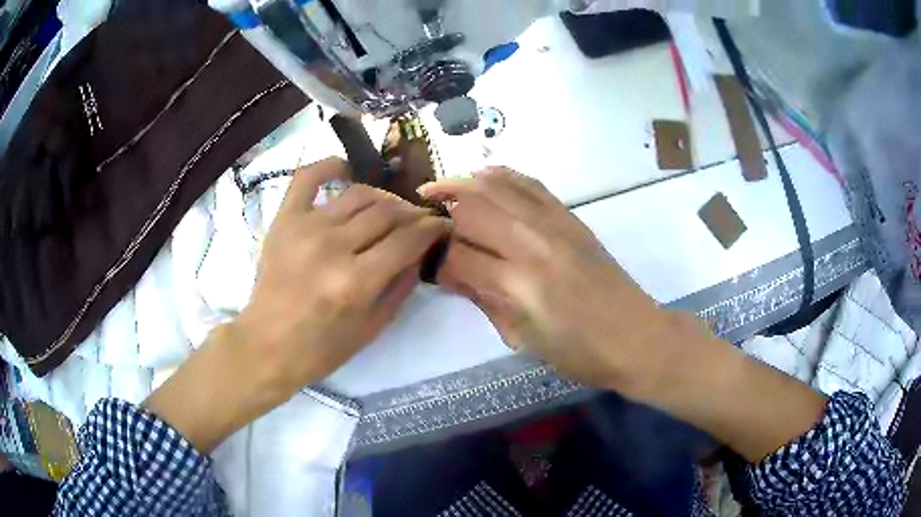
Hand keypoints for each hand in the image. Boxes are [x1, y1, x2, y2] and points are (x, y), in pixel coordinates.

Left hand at [237, 157, 448, 393]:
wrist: (268, 345)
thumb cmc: (322, 347)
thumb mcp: (373, 328)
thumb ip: (402, 285)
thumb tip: (421, 250)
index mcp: (356, 281)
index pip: (408, 240)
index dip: (432, 229)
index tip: (441, 226)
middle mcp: (333, 247)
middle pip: (387, 213)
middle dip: (413, 214)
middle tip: (418, 222)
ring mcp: (306, 227)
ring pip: (359, 194)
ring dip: (384, 198)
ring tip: (390, 210)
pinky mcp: (285, 219)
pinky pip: (308, 177)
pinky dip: (330, 166)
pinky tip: (347, 170)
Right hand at [421, 168, 826, 461]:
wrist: (636, 336)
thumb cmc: (579, 353)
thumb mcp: (523, 339)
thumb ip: (484, 300)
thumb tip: (451, 274)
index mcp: (518, 285)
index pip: (457, 257)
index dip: (435, 261)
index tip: (428, 267)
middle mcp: (532, 244)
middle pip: (469, 210)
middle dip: (440, 217)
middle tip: (426, 227)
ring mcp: (553, 224)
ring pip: (494, 187)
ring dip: (460, 185)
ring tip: (438, 192)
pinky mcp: (569, 216)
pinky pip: (527, 183)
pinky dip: (498, 176)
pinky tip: (481, 179)